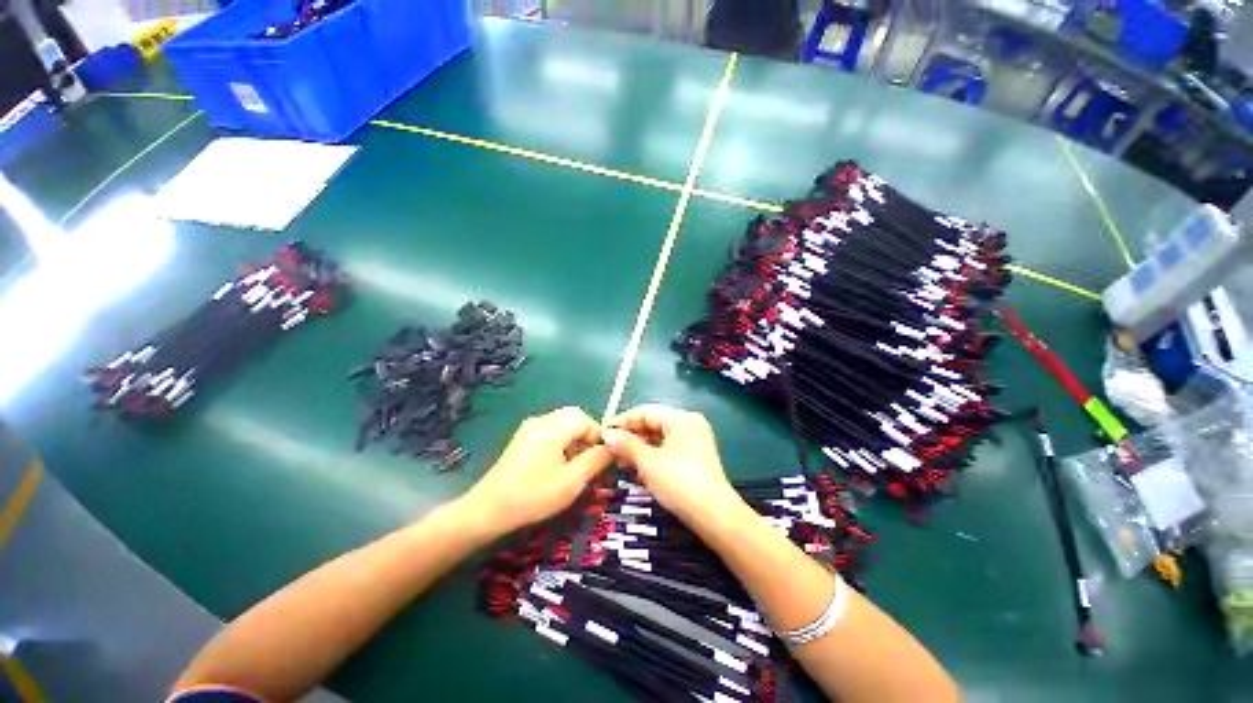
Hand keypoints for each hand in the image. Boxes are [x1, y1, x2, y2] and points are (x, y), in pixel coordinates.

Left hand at [463, 406, 611, 536]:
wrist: (487, 510)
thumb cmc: (532, 496)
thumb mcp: (571, 481)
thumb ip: (596, 460)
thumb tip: (613, 446)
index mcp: (553, 427)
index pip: (586, 419)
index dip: (598, 437)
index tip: (602, 459)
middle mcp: (541, 420)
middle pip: (574, 417)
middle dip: (587, 436)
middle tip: (590, 461)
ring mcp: (530, 428)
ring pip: (563, 423)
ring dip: (575, 439)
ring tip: (575, 466)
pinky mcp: (523, 438)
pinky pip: (551, 430)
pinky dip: (562, 441)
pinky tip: (558, 465)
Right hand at [602, 404, 741, 520]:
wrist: (715, 517)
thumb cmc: (680, 483)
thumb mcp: (649, 463)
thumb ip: (626, 445)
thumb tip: (606, 434)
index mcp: (682, 419)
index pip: (646, 412)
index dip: (622, 421)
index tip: (602, 432)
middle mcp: (689, 425)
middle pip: (653, 424)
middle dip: (630, 436)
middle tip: (609, 449)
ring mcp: (693, 441)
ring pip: (659, 438)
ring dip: (639, 449)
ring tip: (619, 462)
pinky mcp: (694, 458)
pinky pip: (667, 450)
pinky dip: (651, 457)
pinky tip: (637, 470)